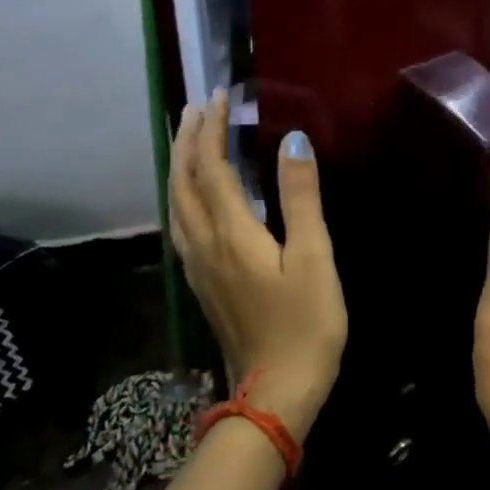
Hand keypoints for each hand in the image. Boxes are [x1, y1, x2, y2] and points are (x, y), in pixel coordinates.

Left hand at [169, 90, 346, 441]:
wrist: (276, 393)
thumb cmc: (305, 324)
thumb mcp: (313, 257)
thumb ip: (300, 197)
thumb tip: (292, 141)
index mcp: (230, 232)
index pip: (211, 166)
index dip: (211, 129)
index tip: (219, 96)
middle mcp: (204, 244)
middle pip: (183, 182)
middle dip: (187, 141)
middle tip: (196, 108)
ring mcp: (198, 267)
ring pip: (176, 204)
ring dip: (179, 167)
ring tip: (189, 142)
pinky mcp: (203, 284)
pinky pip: (181, 225)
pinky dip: (181, 196)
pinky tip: (192, 199)